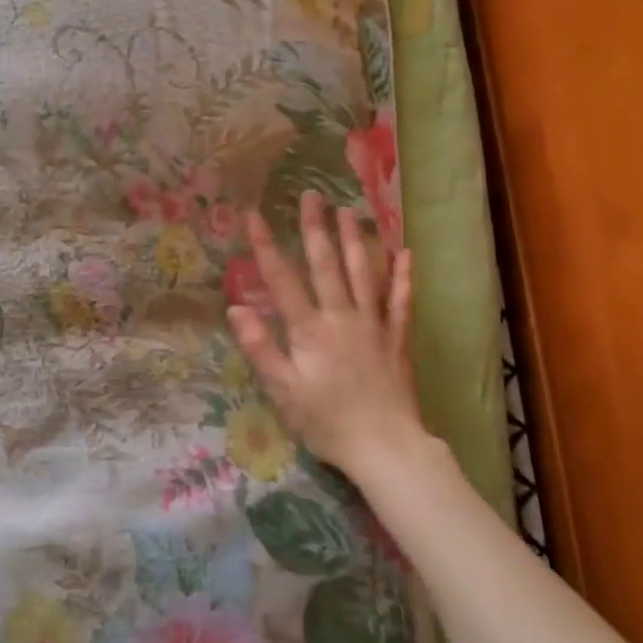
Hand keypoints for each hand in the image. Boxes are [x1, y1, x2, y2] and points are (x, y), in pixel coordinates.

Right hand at [226, 190, 428, 478]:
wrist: (386, 448)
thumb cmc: (327, 422)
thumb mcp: (283, 391)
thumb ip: (261, 348)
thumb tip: (237, 308)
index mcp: (311, 330)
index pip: (283, 280)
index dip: (266, 246)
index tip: (254, 215)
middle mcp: (343, 317)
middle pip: (327, 265)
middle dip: (315, 228)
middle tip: (311, 194)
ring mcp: (374, 325)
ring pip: (364, 273)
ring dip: (356, 239)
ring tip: (349, 210)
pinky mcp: (397, 339)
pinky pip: (402, 301)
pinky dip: (403, 276)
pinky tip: (405, 253)